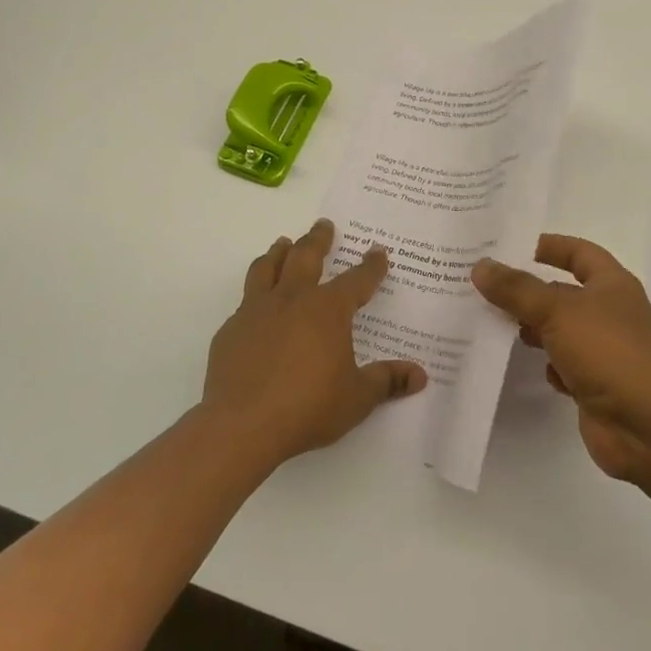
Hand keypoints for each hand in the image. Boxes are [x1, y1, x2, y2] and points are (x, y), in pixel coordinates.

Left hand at [204, 219, 427, 467]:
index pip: (357, 279)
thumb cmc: (308, 407)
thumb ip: (387, 381)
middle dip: (318, 239)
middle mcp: (292, 299)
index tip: (378, 251)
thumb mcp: (357, 398)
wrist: (242, 425)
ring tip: (283, 243)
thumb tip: (419, 375)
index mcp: (328, 310)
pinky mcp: (231, 330)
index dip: (371, 265)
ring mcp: (257, 311)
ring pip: (267, 267)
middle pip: (306, 256)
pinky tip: (257, 306)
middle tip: (324, 225)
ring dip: (279, 252)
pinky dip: (255, 294)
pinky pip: (245, 301)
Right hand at [472, 236, 650, 482]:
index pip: (578, 252)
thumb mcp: (558, 311)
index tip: (510, 247)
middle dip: (529, 291)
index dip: (549, 246)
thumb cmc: (608, 352)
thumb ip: (517, 289)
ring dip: (532, 329)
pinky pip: (563, 365)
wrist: (648, 426)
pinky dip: (546, 365)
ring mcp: (603, 350)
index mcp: (611, 284)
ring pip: (560, 330)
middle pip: (563, 293)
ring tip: (494, 325)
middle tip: (484, 289)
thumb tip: (481, 266)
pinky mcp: (594, 384)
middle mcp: (609, 312)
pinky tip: (527, 367)